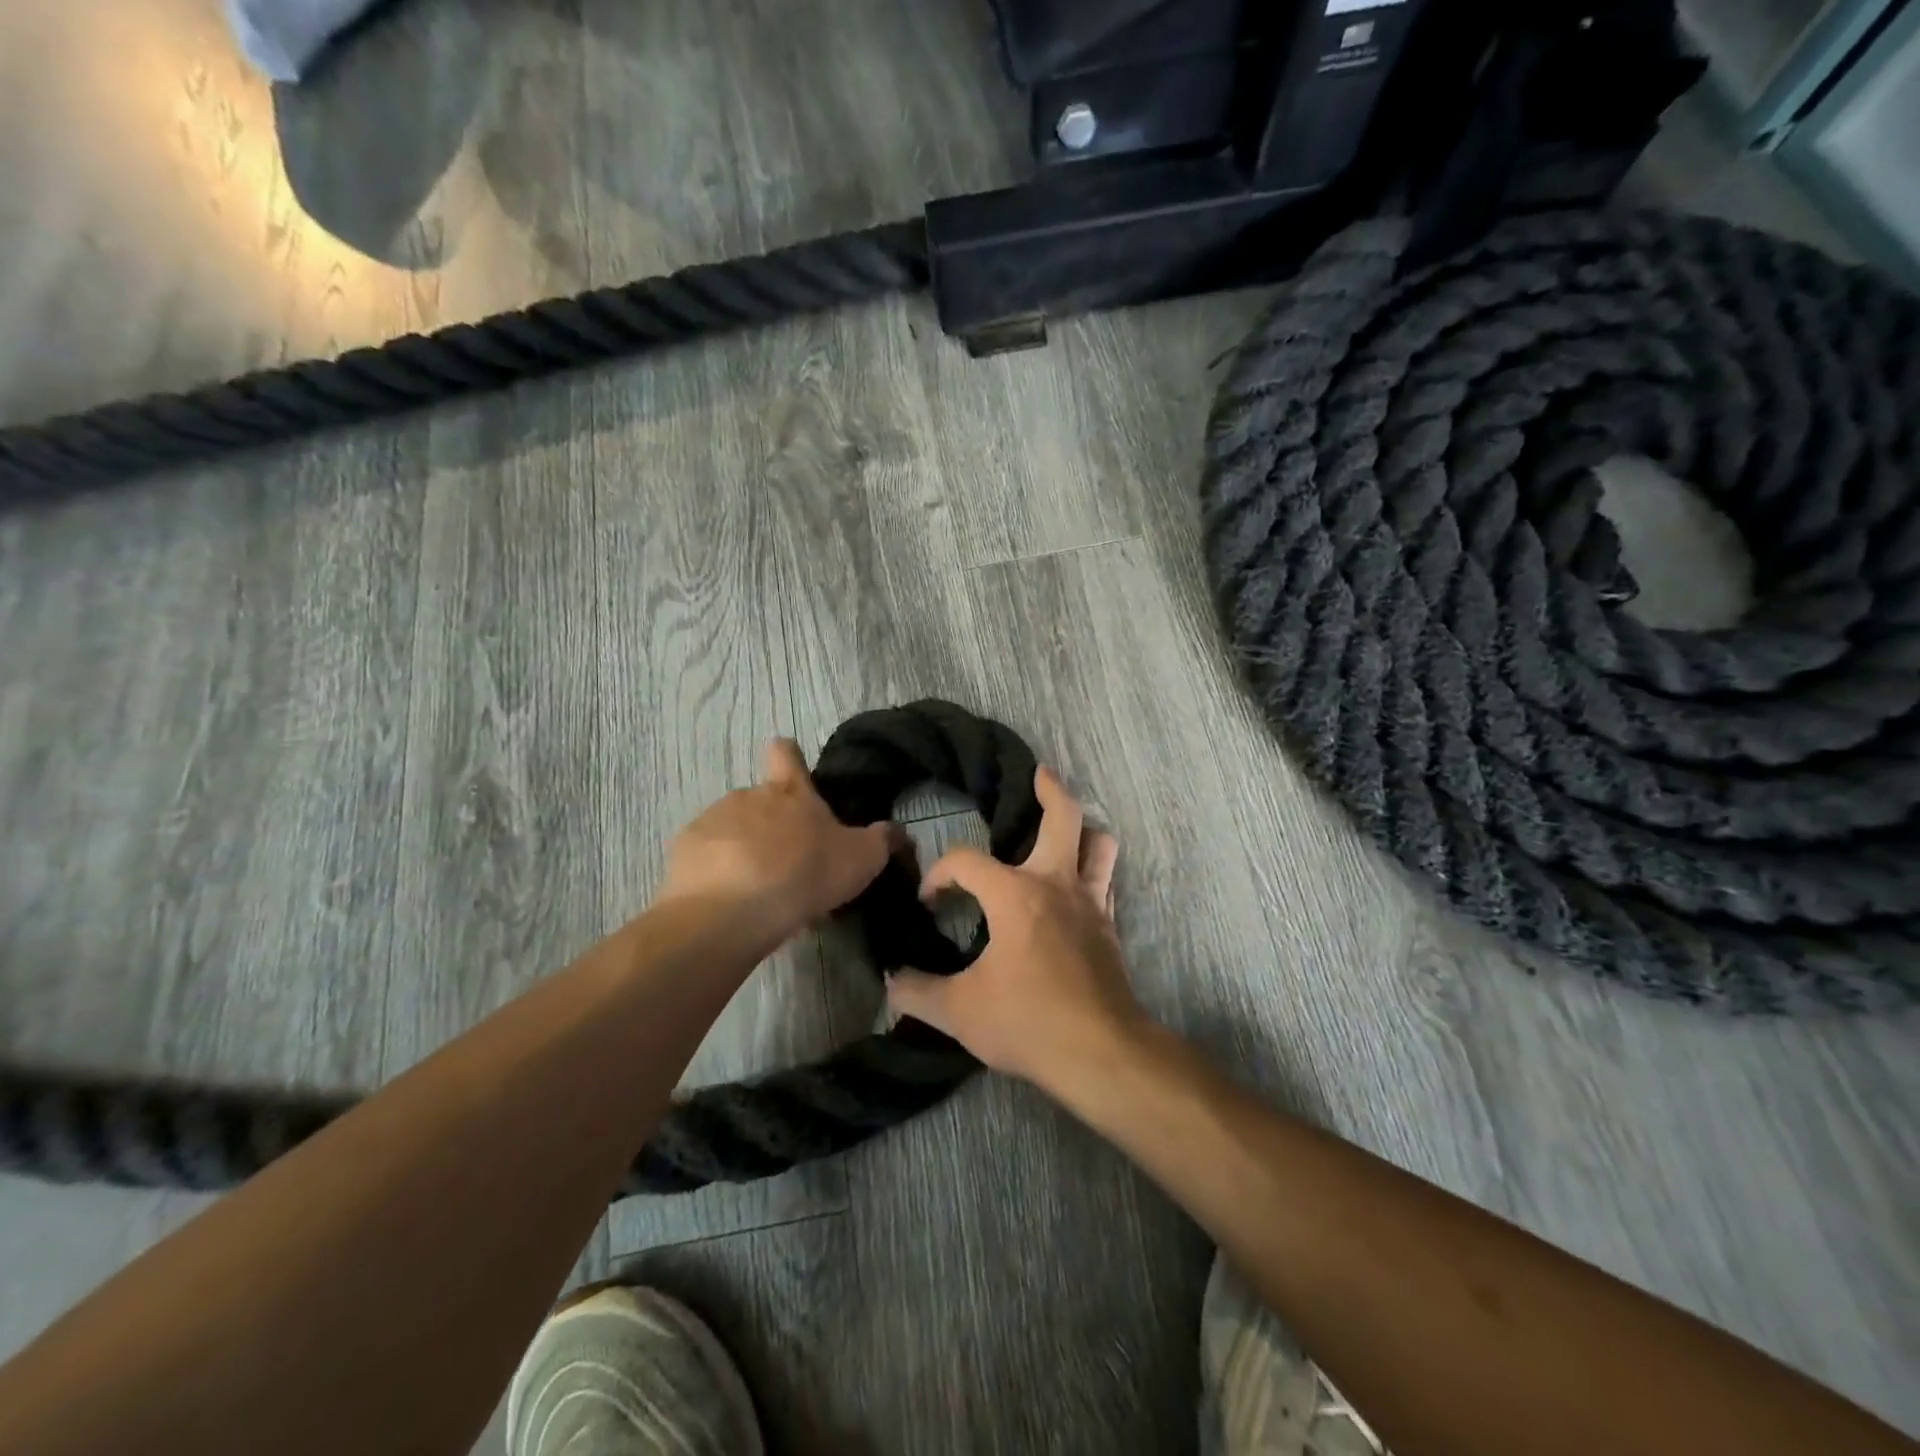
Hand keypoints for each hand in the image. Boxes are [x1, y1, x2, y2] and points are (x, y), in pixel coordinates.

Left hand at [659, 740, 894, 942]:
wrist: (731, 911)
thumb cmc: (804, 874)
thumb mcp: (861, 860)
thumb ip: (883, 841)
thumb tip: (897, 830)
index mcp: (789, 792)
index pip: (785, 752)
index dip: (789, 757)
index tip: (791, 773)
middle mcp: (748, 796)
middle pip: (760, 800)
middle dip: (772, 825)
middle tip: (789, 864)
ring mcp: (712, 821)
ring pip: (732, 830)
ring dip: (745, 850)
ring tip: (759, 890)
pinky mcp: (684, 851)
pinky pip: (706, 856)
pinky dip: (718, 872)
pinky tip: (730, 901)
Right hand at [885, 767, 1148, 1090]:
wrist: (1100, 1053)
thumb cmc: (1027, 1022)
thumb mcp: (959, 1011)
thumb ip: (917, 993)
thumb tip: (890, 981)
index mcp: (1015, 895)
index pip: (966, 861)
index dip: (940, 874)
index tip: (929, 901)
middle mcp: (1056, 885)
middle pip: (1064, 817)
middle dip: (1050, 789)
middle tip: (1038, 774)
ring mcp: (1090, 904)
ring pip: (1099, 844)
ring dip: (1083, 830)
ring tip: (1065, 829)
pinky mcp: (1109, 927)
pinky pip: (1105, 882)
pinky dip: (1091, 872)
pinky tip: (1075, 887)